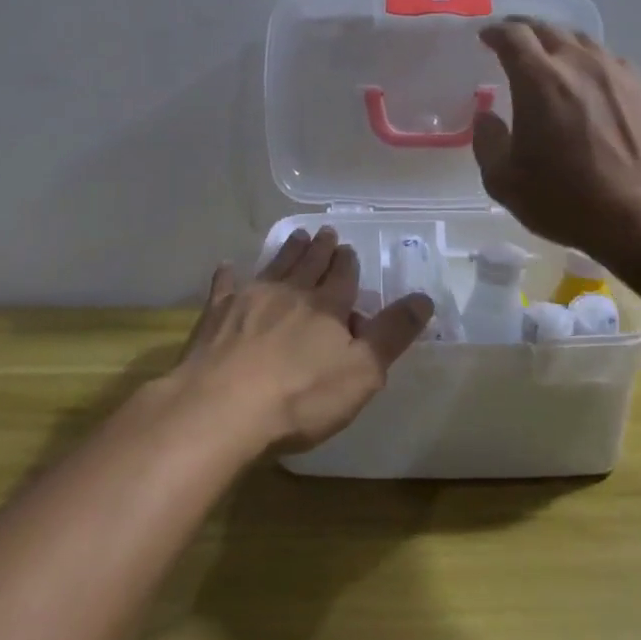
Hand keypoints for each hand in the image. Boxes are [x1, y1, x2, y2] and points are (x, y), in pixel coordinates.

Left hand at [175, 228, 434, 454]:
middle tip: (325, 232)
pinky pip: (225, 286)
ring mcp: (249, 299)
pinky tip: (228, 267)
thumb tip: (423, 298)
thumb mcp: (362, 372)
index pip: (342, 277)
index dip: (347, 262)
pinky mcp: (216, 314)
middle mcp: (290, 293)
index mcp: (327, 307)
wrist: (223, 407)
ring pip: (274, 266)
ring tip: (296, 236)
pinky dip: (229, 274)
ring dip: (287, 251)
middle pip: (309, 264)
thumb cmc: (301, 397)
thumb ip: (392, 334)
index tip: (348, 248)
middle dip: (320, 248)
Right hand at [473, 17, 640, 254]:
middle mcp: (578, 64)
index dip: (495, 32)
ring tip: (549, 58)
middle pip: (548, 28)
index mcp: (539, 79)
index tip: (485, 37)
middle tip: (511, 41)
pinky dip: (588, 62)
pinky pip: (609, 60)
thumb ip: (487, 142)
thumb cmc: (566, 199)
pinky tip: (587, 82)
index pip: (513, 35)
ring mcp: (616, 73)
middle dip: (524, 29)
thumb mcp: (505, 181)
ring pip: (582, 40)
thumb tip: (486, 116)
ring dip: (558, 42)